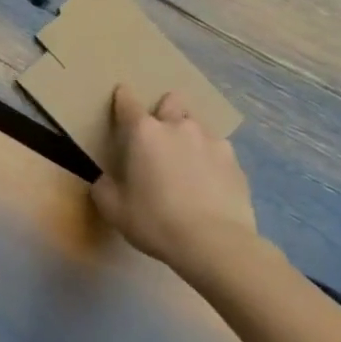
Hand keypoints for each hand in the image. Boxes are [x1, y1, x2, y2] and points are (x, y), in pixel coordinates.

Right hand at [91, 86, 258, 282]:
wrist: (215, 244)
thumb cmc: (155, 220)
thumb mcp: (113, 208)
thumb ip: (104, 187)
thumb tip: (106, 180)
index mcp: (144, 132)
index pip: (127, 102)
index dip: (122, 98)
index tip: (121, 97)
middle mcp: (178, 127)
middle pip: (171, 102)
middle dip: (165, 110)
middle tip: (160, 134)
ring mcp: (212, 142)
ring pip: (198, 126)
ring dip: (189, 136)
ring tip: (187, 162)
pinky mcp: (236, 163)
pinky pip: (219, 152)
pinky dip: (211, 161)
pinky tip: (209, 183)